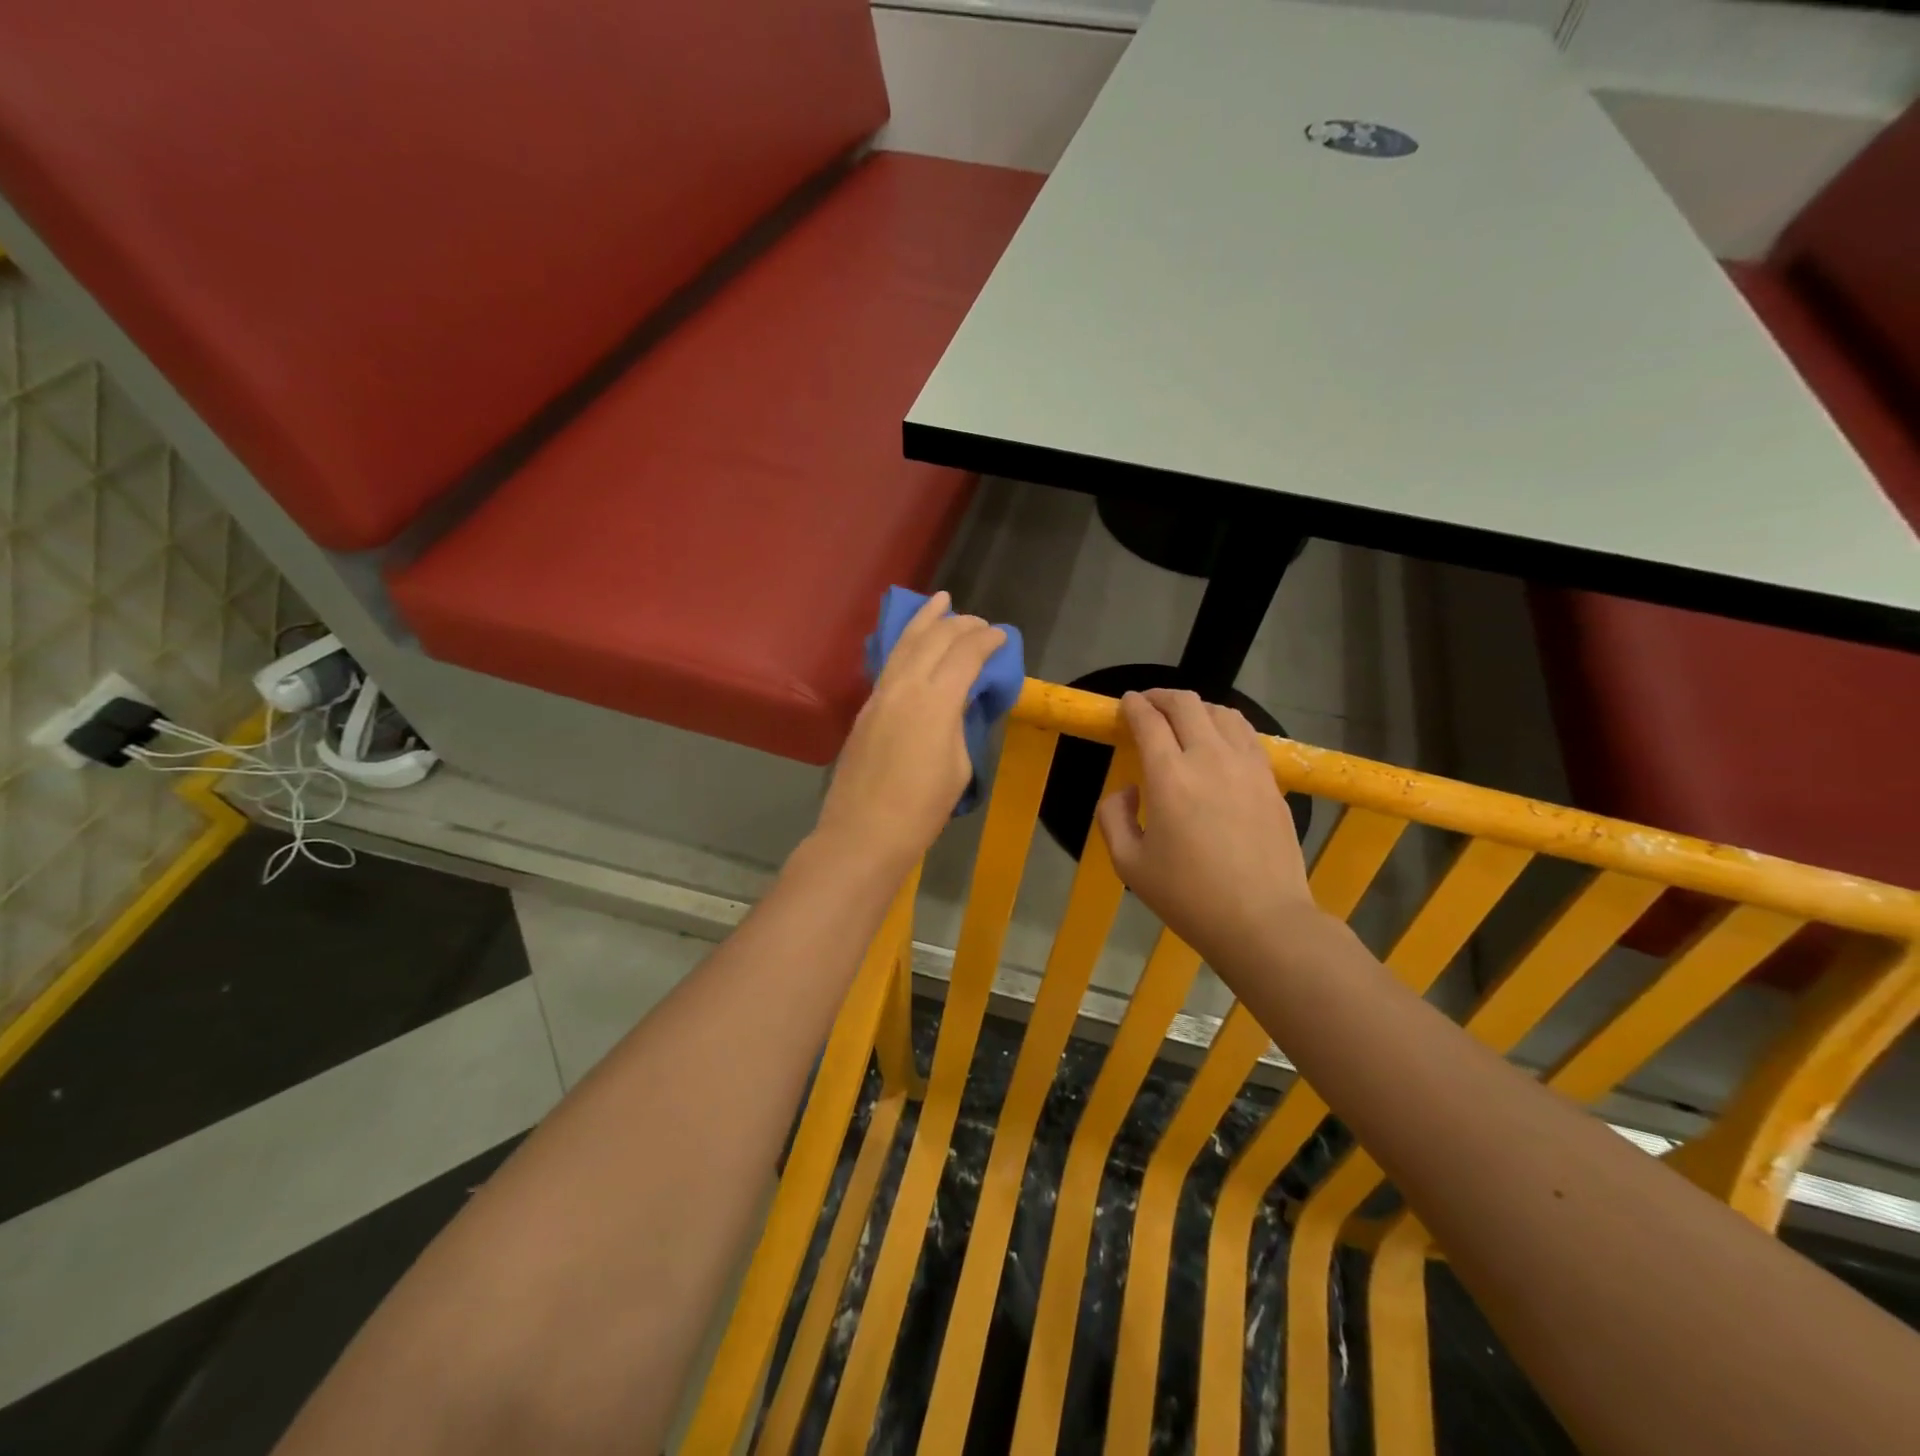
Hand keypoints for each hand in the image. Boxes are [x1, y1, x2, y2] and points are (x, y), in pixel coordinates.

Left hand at [814, 592, 1006, 873]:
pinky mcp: (865, 707)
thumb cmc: (922, 808)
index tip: (1001, 636)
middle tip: (979, 623)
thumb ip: (959, 723)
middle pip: (935, 639)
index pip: (966, 654)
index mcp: (936, 700)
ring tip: (940, 602)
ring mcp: (880, 694)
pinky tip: (913, 642)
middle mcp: (906, 685)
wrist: (865, 831)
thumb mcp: (958, 765)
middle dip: (960, 625)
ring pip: (905, 644)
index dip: (987, 640)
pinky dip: (906, 644)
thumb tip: (959, 702)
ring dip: (926, 621)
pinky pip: (890, 663)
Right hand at [1096, 689, 1318, 974]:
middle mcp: (1209, 759)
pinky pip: (1247, 735)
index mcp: (1169, 777)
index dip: (1133, 706)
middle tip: (1148, 705)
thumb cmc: (1188, 897)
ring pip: (1222, 712)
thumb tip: (1128, 789)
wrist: (1262, 921)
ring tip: (1184, 719)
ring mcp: (1247, 766)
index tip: (1125, 703)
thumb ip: (1113, 817)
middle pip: (1186, 704)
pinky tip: (1219, 741)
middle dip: (1161, 696)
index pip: (1149, 721)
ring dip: (1197, 707)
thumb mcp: (1129, 864)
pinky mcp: (1271, 780)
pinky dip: (1226, 725)